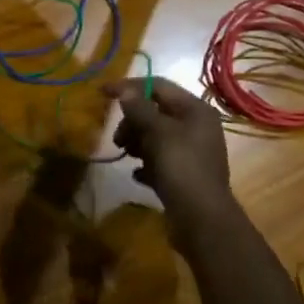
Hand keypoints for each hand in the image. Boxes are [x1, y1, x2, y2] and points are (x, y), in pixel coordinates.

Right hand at [106, 77, 239, 234]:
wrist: (201, 218)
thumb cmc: (181, 167)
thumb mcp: (157, 133)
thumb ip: (139, 109)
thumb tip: (125, 90)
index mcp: (195, 110)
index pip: (158, 86)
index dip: (129, 86)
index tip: (102, 93)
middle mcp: (196, 126)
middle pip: (155, 112)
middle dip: (132, 121)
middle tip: (118, 139)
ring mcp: (191, 151)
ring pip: (155, 136)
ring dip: (136, 142)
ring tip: (126, 155)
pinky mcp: (184, 173)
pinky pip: (159, 160)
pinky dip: (146, 164)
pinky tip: (138, 174)